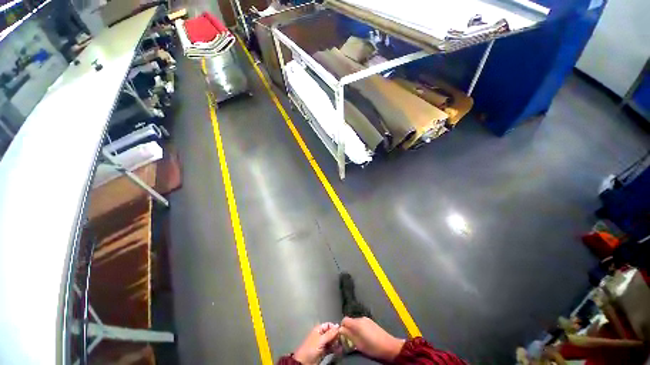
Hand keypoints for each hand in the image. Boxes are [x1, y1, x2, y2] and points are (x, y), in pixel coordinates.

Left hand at [292, 323, 340, 364]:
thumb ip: (330, 334)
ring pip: (331, 341)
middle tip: (343, 339)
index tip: (341, 331)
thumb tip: (338, 326)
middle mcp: (321, 335)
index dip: (334, 327)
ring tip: (342, 345)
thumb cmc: (311, 348)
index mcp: (319, 329)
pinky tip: (339, 350)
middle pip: (331, 333)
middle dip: (336, 336)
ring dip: (336, 343)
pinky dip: (335, 349)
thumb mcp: (321, 340)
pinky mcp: (323, 351)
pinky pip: (330, 348)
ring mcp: (322, 344)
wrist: (304, 362)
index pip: (328, 325)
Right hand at [339, 317, 404, 361]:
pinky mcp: (371, 322)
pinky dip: (360, 329)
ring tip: (357, 340)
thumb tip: (340, 330)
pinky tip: (364, 337)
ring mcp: (367, 319)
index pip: (344, 320)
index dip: (342, 327)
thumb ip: (348, 336)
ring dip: (354, 329)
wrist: (389, 346)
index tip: (342, 336)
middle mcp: (361, 318)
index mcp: (357, 323)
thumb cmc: (373, 347)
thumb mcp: (358, 344)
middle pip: (350, 321)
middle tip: (349, 340)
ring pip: (356, 322)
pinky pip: (361, 323)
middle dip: (348, 329)